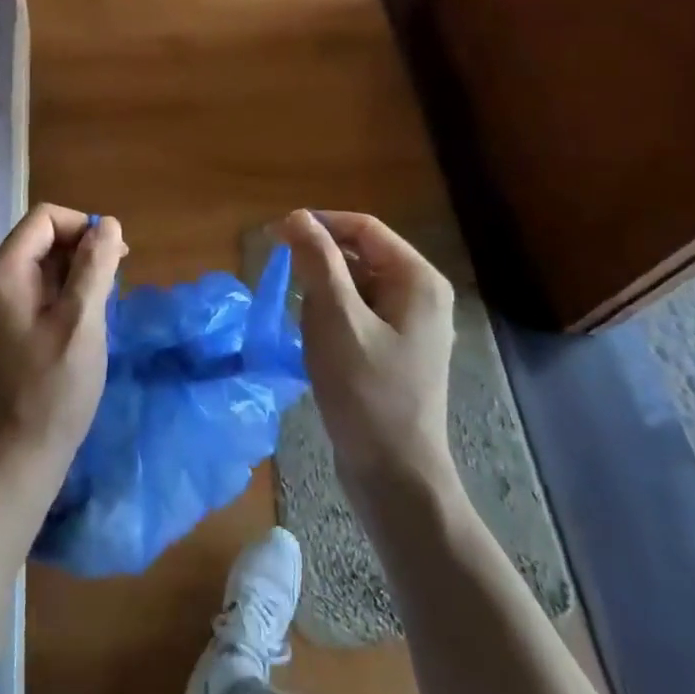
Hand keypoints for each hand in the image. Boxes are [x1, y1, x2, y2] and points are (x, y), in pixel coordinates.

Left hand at [0, 204, 127, 501]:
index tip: (114, 257)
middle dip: (84, 250)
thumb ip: (95, 268)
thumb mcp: (82, 323)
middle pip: (44, 239)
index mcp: (5, 273)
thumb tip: (107, 223)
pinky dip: (69, 297)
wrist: (17, 460)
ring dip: (80, 275)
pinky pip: (43, 295)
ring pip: (46, 268)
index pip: (45, 218)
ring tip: (105, 306)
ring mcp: (1, 310)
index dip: (82, 227)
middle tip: (116, 283)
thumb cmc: (52, 390)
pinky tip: (88, 324)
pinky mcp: (11, 332)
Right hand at [278, 210, 454, 488]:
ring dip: (322, 296)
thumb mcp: (335, 319)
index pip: (363, 228)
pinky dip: (331, 319)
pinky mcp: (395, 351)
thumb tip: (297, 217)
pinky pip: (357, 315)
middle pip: (360, 255)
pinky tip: (313, 343)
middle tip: (283, 284)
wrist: (394, 476)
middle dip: (319, 265)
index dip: (318, 224)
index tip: (274, 236)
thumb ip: (317, 262)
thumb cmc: (366, 392)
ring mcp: (410, 326)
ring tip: (303, 325)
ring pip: (355, 287)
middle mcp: (420, 295)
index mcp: (417, 280)